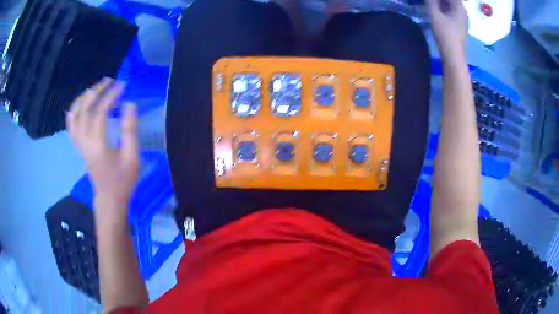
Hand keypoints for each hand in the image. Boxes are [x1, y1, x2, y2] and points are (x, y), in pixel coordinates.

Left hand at [66, 78, 138, 217]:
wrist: (109, 198)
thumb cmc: (123, 180)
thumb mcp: (133, 158)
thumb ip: (130, 130)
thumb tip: (129, 103)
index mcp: (98, 144)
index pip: (100, 112)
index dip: (111, 95)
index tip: (123, 85)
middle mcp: (85, 141)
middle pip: (85, 109)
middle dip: (97, 91)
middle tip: (110, 81)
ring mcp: (79, 143)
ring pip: (75, 114)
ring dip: (84, 97)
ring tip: (96, 88)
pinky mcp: (78, 145)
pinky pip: (71, 124)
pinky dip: (74, 110)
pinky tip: (82, 104)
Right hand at [427, 0, 467, 56]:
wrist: (453, 55)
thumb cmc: (445, 34)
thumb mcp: (435, 15)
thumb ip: (431, 2)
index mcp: (460, 8)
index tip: (432, 0)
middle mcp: (464, 13)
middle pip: (453, 1)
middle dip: (442, 0)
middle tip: (432, 2)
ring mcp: (463, 21)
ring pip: (452, 7)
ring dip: (443, 4)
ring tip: (433, 4)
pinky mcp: (461, 27)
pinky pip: (453, 13)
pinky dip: (446, 10)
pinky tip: (438, 12)